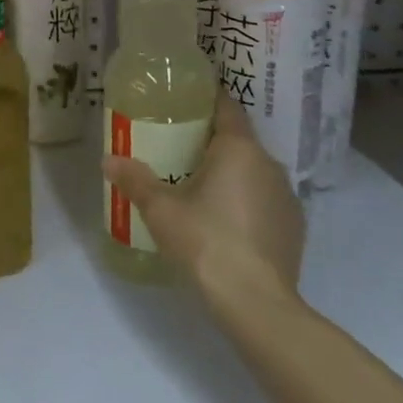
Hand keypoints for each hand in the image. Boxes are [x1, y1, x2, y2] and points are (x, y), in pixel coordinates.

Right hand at [102, 93, 305, 313]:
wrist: (255, 302)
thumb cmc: (205, 241)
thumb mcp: (160, 210)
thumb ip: (134, 180)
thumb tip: (108, 159)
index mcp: (239, 149)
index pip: (227, 108)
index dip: (208, 100)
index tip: (187, 101)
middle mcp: (269, 164)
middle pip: (239, 141)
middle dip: (212, 142)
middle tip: (179, 148)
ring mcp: (287, 197)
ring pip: (254, 172)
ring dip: (231, 174)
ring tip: (200, 186)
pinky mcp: (294, 227)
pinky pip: (265, 201)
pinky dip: (246, 202)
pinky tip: (226, 222)